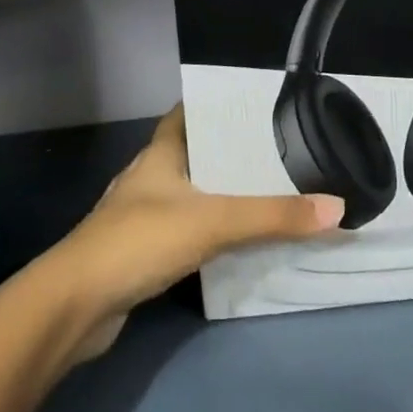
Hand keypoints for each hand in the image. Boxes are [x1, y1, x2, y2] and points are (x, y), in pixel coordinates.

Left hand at [40, 107, 343, 359]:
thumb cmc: (140, 241)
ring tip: (265, 193)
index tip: (254, 105)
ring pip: (188, 194)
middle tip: (276, 152)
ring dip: (219, 195)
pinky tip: (233, 242)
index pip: (187, 114)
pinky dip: (207, 231)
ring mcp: (141, 215)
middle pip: (192, 154)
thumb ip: (272, 217)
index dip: (216, 106)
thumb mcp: (213, 222)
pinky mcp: (140, 252)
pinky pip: (183, 230)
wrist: (76, 306)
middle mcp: (148, 177)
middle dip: (228, 154)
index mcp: (158, 153)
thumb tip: (336, 207)